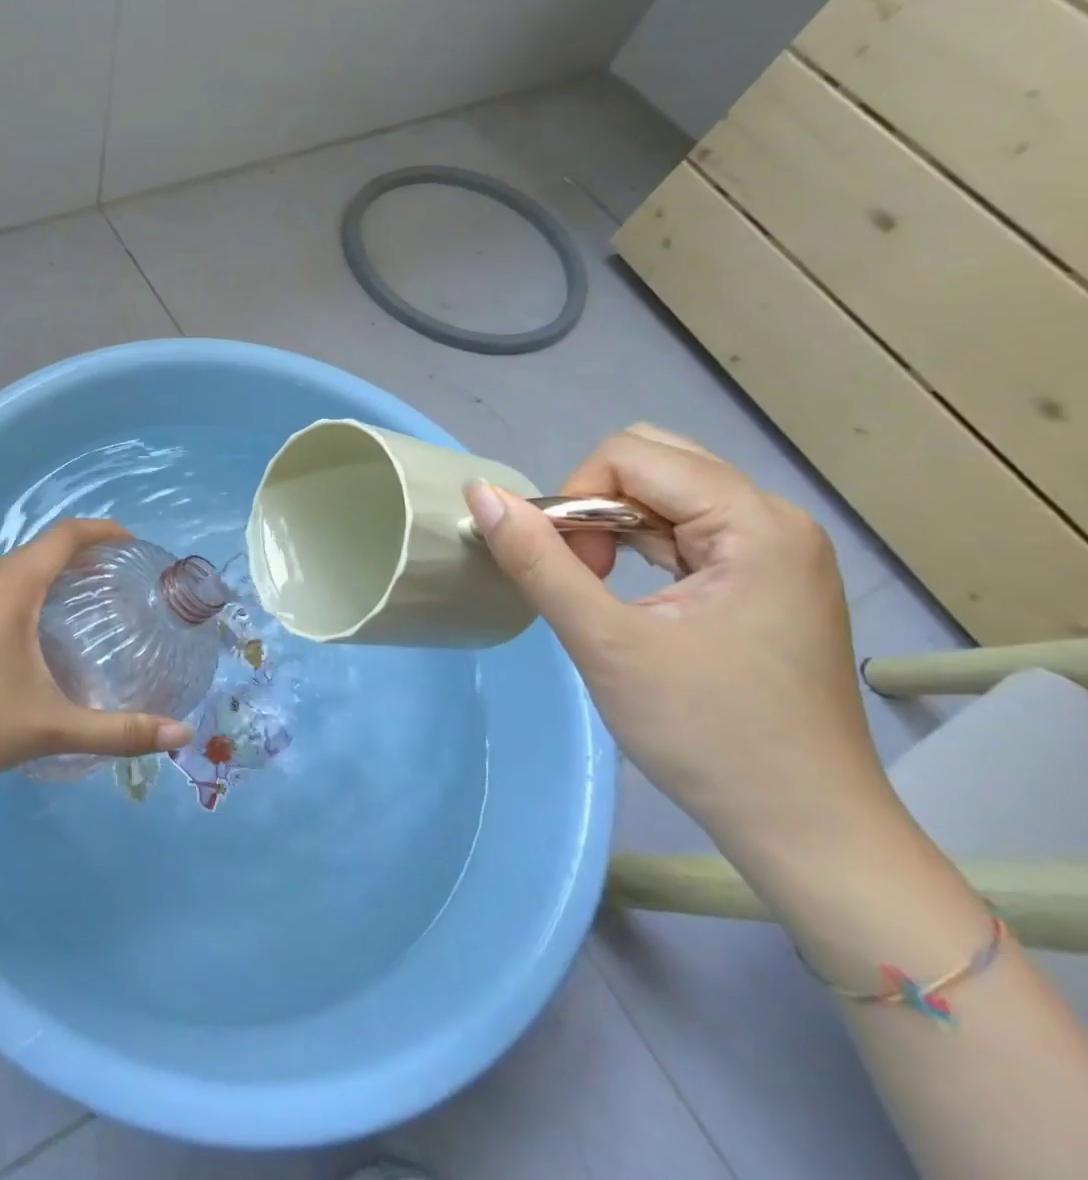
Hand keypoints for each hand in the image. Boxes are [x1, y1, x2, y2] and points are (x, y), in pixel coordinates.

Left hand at [0, 519, 194, 780]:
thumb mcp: (49, 726)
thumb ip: (117, 731)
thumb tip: (180, 734)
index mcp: (13, 589)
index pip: (65, 536)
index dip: (102, 531)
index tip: (131, 542)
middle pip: (40, 551)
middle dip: (80, 554)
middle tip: (113, 579)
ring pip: (12, 571)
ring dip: (47, 574)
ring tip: (77, 604)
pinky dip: (21, 593)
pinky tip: (27, 634)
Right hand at [467, 424, 894, 862]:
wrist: (805, 828)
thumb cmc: (708, 734)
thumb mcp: (606, 644)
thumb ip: (538, 562)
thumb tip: (480, 492)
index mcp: (753, 523)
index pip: (630, 456)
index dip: (577, 499)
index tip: (571, 571)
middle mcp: (773, 520)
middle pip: (652, 463)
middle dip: (595, 506)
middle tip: (585, 576)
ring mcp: (775, 550)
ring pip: (665, 494)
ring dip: (615, 529)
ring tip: (604, 592)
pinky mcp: (766, 579)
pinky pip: (686, 529)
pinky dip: (641, 549)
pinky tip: (633, 598)